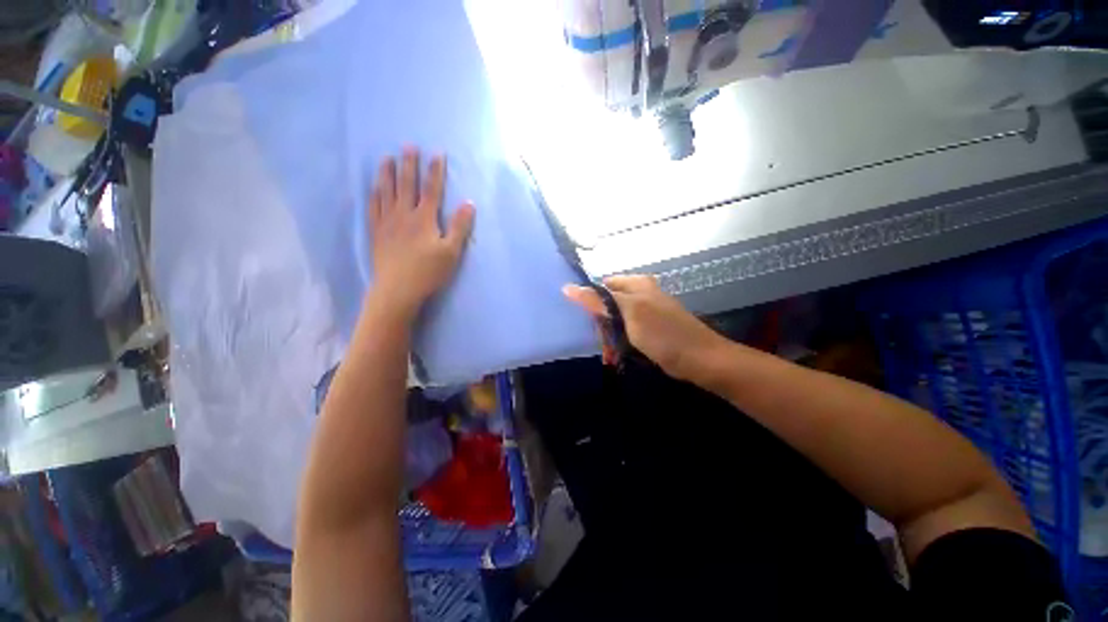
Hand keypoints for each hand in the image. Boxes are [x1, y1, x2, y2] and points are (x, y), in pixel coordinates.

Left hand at [369, 147, 474, 318]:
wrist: (398, 290)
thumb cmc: (428, 272)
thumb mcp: (452, 252)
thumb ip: (460, 227)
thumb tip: (469, 203)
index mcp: (424, 219)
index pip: (432, 189)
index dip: (435, 171)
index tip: (437, 153)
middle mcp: (404, 214)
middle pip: (407, 184)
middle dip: (409, 164)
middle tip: (408, 145)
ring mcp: (387, 222)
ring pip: (386, 192)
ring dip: (387, 173)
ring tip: (386, 158)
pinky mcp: (376, 232)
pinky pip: (373, 207)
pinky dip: (373, 194)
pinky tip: (373, 188)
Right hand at [562, 275, 725, 381]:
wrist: (700, 360)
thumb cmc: (664, 334)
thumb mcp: (629, 313)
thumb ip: (600, 300)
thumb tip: (568, 287)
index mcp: (636, 284)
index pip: (601, 286)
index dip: (589, 301)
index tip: (582, 320)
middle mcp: (640, 294)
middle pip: (607, 303)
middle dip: (600, 323)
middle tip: (599, 340)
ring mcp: (645, 312)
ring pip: (615, 319)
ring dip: (608, 335)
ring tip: (608, 352)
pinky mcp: (648, 328)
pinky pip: (625, 331)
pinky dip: (619, 342)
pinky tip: (617, 354)